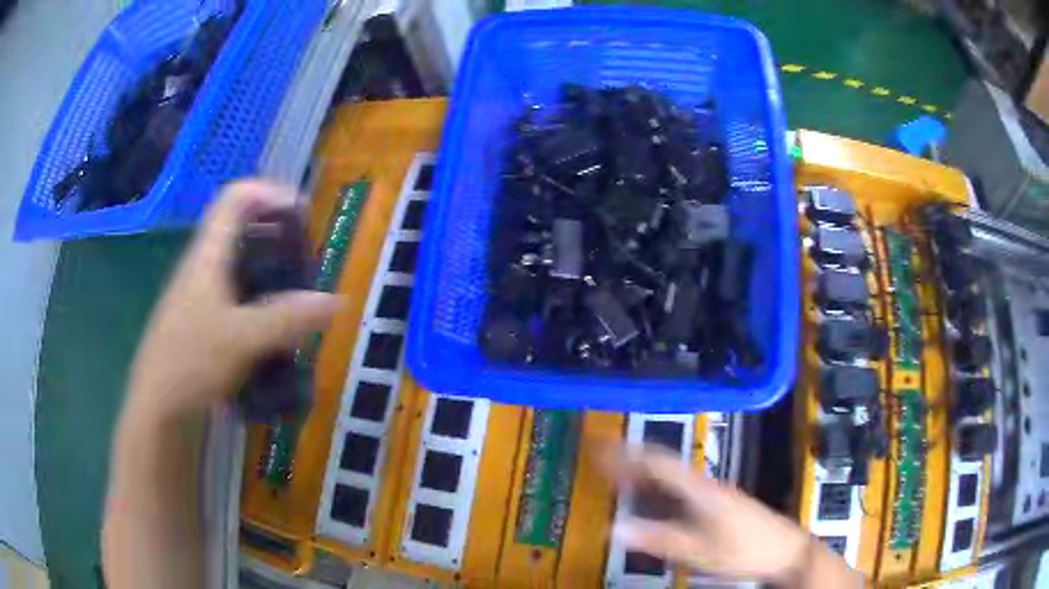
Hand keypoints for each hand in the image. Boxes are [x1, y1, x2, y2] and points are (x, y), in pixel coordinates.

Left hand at [125, 180, 341, 424]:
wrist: (157, 407)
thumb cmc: (191, 363)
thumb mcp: (243, 340)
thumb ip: (288, 318)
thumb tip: (336, 300)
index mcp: (207, 255)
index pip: (236, 197)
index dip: (270, 192)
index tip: (302, 212)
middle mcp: (202, 265)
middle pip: (239, 226)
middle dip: (275, 231)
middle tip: (304, 253)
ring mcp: (199, 293)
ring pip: (237, 262)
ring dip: (268, 266)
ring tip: (296, 289)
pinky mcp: (201, 319)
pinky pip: (234, 293)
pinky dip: (258, 297)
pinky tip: (273, 325)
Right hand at [601, 445, 811, 582]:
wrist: (784, 550)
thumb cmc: (744, 548)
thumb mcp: (699, 550)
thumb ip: (659, 539)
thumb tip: (616, 528)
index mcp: (700, 488)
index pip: (658, 461)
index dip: (627, 453)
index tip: (600, 446)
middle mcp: (704, 484)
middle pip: (662, 465)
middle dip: (629, 460)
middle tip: (598, 458)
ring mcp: (711, 494)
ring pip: (669, 478)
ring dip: (641, 475)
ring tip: (613, 477)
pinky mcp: (715, 505)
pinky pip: (677, 492)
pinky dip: (656, 492)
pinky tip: (647, 502)